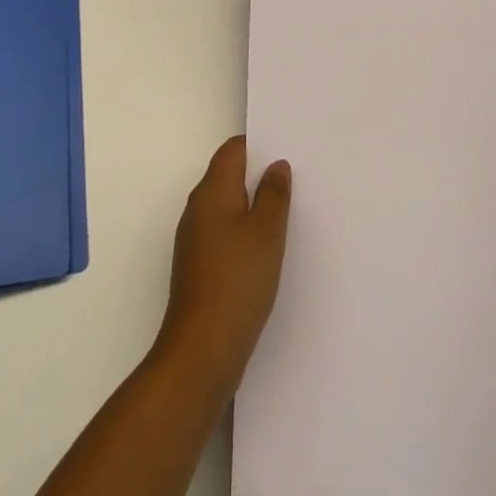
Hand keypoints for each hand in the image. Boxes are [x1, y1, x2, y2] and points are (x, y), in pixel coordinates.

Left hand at [153, 137, 291, 396]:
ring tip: (292, 210)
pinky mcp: (201, 267)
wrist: (202, 351)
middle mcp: (198, 210)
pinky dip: (248, 232)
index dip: (260, 144)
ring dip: (256, 206)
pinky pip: (227, 234)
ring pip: (230, 207)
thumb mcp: (266, 233)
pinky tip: (271, 247)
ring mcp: (196, 240)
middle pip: (230, 176)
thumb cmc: (237, 282)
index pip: (233, 150)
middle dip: (261, 175)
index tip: (289, 148)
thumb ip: (274, 194)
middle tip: (299, 177)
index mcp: (211, 192)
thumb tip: (275, 165)